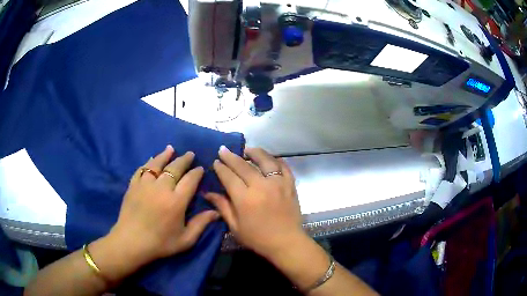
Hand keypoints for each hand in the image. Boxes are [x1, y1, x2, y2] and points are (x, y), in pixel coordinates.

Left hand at [108, 145, 219, 264]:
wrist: (131, 243)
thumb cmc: (160, 243)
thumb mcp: (185, 240)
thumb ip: (201, 224)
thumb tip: (217, 212)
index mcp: (176, 201)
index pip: (190, 180)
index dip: (196, 172)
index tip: (200, 168)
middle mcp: (161, 188)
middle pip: (175, 168)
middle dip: (184, 159)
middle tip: (190, 154)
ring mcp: (145, 185)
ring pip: (157, 164)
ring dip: (165, 155)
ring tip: (171, 149)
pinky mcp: (133, 185)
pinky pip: (142, 169)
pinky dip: (148, 163)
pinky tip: (151, 159)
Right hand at [205, 146, 303, 257]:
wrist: (286, 243)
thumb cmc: (258, 238)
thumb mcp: (235, 227)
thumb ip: (223, 207)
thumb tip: (208, 193)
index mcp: (245, 199)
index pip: (229, 177)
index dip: (221, 168)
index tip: (216, 161)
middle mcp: (261, 187)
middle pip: (244, 166)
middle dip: (231, 157)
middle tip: (224, 149)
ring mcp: (278, 184)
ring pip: (266, 161)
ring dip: (255, 152)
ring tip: (247, 149)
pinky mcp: (290, 185)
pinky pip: (284, 167)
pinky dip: (276, 160)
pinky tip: (270, 159)